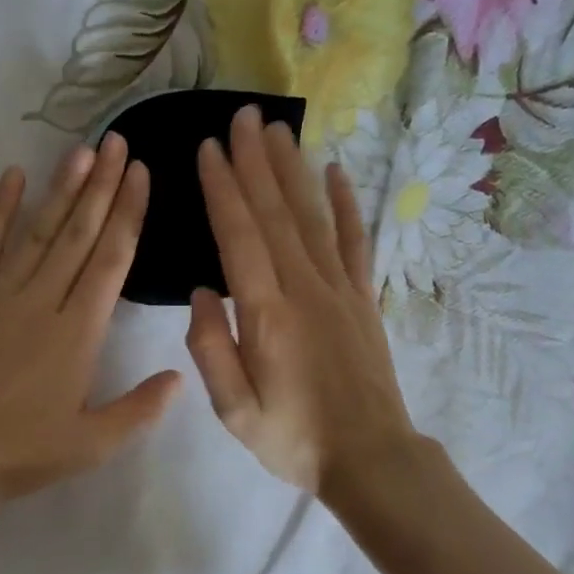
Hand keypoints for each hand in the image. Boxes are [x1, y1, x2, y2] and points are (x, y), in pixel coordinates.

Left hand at [0, 133, 180, 540]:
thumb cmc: (18, 454)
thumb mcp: (91, 446)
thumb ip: (139, 410)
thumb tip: (181, 375)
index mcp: (77, 335)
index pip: (110, 262)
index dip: (128, 215)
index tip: (142, 176)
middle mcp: (41, 302)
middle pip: (78, 235)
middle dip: (102, 187)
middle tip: (119, 143)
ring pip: (37, 232)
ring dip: (62, 190)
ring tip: (83, 151)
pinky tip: (13, 177)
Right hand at [187, 105, 418, 496]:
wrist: (370, 457)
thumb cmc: (294, 439)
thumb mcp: (235, 410)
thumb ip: (211, 349)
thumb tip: (203, 290)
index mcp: (267, 314)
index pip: (240, 236)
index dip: (223, 189)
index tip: (209, 149)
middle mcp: (305, 288)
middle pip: (276, 213)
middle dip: (256, 162)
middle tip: (243, 116)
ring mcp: (340, 290)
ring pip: (312, 217)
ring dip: (293, 171)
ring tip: (278, 130)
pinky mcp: (363, 300)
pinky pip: (354, 242)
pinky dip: (345, 205)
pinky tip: (337, 173)